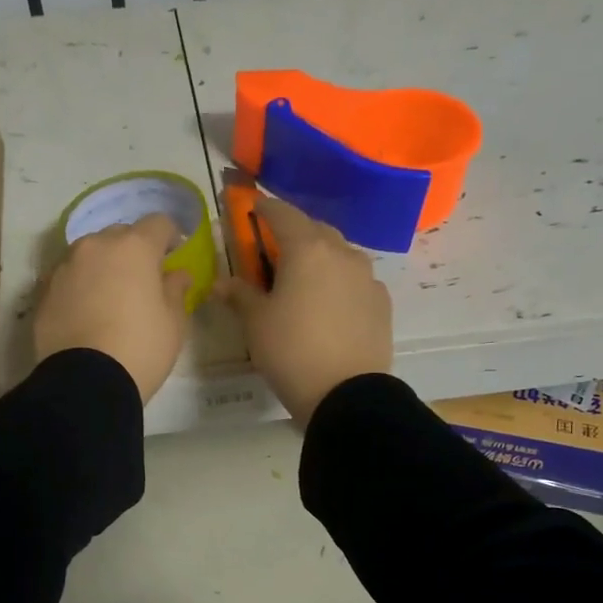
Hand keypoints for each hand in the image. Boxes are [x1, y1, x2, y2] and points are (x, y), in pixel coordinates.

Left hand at [35, 213, 191, 403]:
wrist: (86, 383)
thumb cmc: (141, 348)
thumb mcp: (173, 323)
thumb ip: (176, 291)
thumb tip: (177, 275)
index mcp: (134, 248)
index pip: (158, 223)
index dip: (169, 237)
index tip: (174, 255)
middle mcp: (95, 246)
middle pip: (120, 235)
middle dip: (133, 250)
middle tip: (142, 280)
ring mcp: (65, 267)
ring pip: (90, 254)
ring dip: (103, 267)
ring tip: (110, 296)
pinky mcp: (44, 291)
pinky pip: (69, 278)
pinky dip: (80, 286)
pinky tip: (87, 312)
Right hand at [213, 196, 391, 425]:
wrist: (347, 395)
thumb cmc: (292, 351)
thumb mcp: (256, 323)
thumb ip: (239, 295)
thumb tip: (220, 282)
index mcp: (307, 249)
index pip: (283, 214)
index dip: (264, 208)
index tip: (253, 207)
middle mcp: (342, 253)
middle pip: (315, 230)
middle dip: (294, 232)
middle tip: (275, 249)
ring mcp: (367, 277)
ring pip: (339, 253)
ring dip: (320, 256)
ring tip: (303, 278)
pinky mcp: (381, 302)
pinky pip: (356, 279)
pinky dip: (339, 281)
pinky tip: (329, 303)